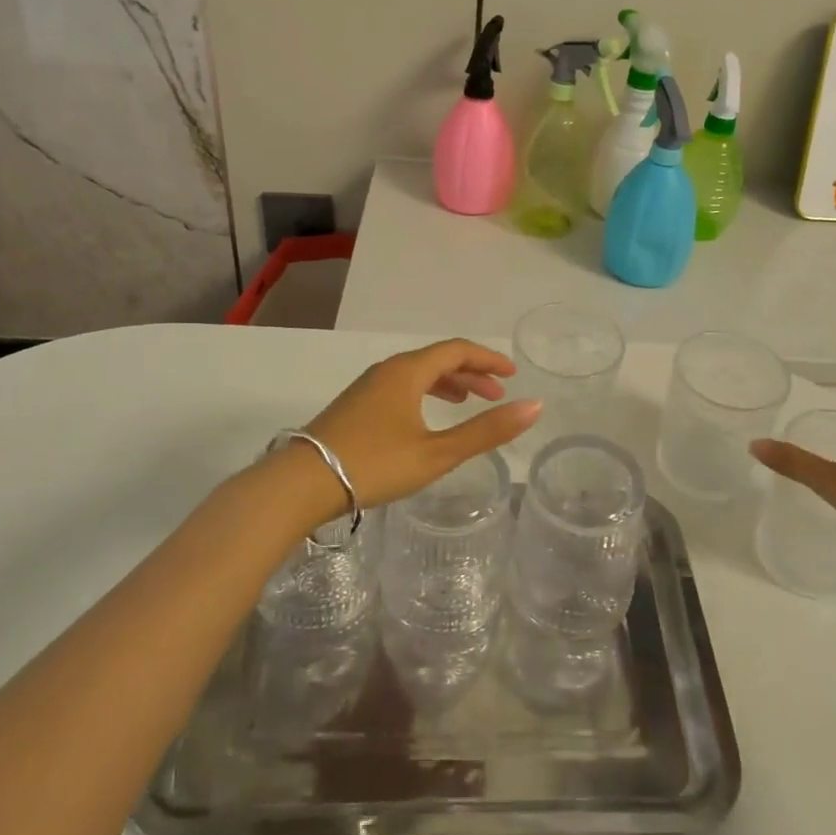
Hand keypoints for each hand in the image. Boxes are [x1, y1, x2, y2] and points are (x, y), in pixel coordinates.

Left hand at [304, 339, 540, 510]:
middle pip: (437, 359)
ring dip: (447, 383)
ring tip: (467, 402)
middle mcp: (387, 370)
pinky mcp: (355, 406)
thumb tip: (534, 406)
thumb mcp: (437, 452)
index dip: (488, 359)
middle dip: (471, 373)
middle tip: (497, 393)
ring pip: (417, 374)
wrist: (301, 484)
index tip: (512, 374)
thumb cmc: (375, 464)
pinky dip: (425, 393)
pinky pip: (401, 387)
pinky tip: (426, 418)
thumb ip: (486, 431)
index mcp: (408, 371)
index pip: (457, 350)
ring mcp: (367, 387)